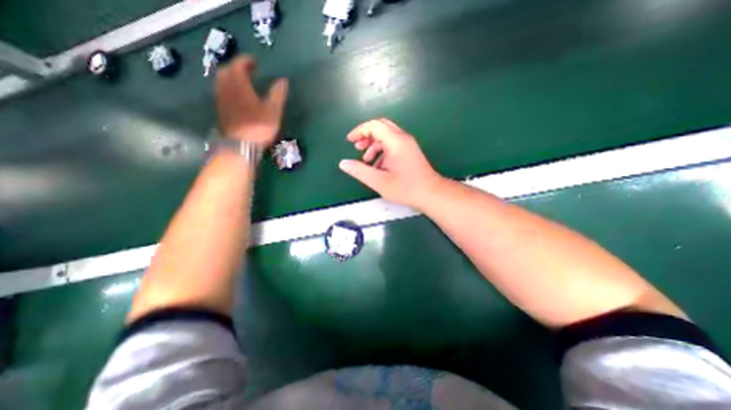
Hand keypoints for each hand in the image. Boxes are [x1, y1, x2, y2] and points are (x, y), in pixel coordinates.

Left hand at [214, 56, 288, 146]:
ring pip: (222, 81)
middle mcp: (226, 88)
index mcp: (239, 84)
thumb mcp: (273, 111)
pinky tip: (237, 96)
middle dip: (237, 67)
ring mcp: (221, 99)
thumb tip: (283, 80)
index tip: (256, 61)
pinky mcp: (221, 110)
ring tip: (243, 82)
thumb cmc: (258, 127)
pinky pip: (222, 91)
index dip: (247, 60)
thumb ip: (277, 94)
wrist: (240, 146)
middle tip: (249, 70)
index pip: (239, 65)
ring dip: (232, 77)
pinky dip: (229, 88)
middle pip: (227, 70)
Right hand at [340, 119, 442, 207]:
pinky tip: (378, 166)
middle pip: (381, 127)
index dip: (359, 131)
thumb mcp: (379, 182)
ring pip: (386, 136)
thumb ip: (359, 171)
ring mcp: (408, 145)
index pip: (374, 126)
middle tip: (357, 147)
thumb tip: (343, 163)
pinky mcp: (410, 152)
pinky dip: (382, 151)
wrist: (430, 193)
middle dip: (366, 136)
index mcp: (396, 142)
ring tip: (366, 160)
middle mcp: (403, 138)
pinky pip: (392, 145)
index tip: (350, 141)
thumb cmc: (406, 188)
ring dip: (374, 145)